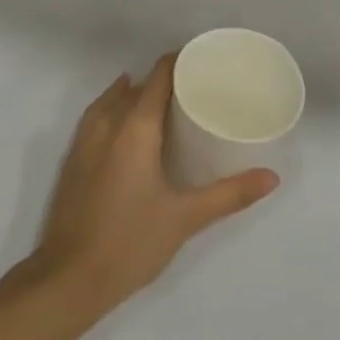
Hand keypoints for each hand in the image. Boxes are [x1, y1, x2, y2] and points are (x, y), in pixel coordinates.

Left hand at [32, 54, 277, 316]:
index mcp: (135, 127)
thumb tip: (272, 177)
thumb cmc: (131, 242)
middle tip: (193, 88)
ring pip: (111, 100)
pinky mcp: (72, 159)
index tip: (202, 61)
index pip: (158, 76)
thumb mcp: (186, 218)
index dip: (179, 62)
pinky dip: (113, 109)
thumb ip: (229, 194)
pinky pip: (96, 117)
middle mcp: (107, 123)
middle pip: (136, 86)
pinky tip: (126, 127)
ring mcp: (84, 140)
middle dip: (162, 80)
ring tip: (162, 102)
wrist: (68, 278)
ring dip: (134, 93)